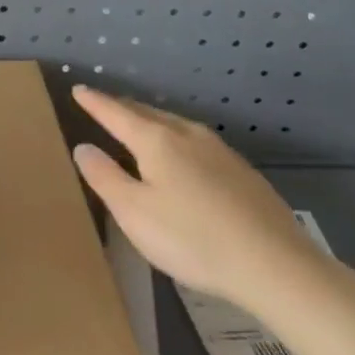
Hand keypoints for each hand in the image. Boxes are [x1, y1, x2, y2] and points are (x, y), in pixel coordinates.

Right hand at [71, 84, 326, 308]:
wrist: (276, 265)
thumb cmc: (193, 239)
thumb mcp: (134, 213)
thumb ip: (104, 177)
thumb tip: (83, 147)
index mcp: (156, 140)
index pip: (115, 113)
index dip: (94, 102)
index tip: (78, 89)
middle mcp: (186, 134)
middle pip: (147, 113)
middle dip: (123, 108)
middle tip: (105, 105)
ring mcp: (219, 150)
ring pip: (175, 125)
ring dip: (151, 121)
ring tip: (139, 126)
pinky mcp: (242, 171)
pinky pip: (196, 142)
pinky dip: (176, 139)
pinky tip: (183, 157)